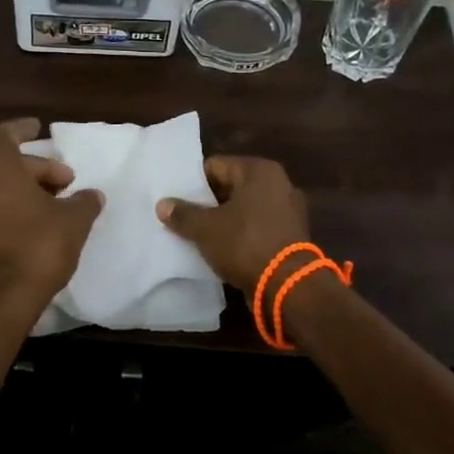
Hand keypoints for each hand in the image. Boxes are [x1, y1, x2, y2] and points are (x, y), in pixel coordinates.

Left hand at [0, 118, 104, 322]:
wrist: (5, 298)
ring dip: (27, 189)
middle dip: (38, 169)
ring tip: (57, 203)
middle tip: (67, 182)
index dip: (22, 128)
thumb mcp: (74, 220)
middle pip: (7, 163)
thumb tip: (92, 195)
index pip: (5, 135)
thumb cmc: (40, 247)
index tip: (39, 127)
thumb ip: (84, 201)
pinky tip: (40, 223)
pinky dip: (15, 207)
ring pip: (0, 187)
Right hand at [156, 156, 310, 297]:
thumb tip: (162, 204)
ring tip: (198, 234)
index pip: (215, 166)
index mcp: (259, 171)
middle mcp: (279, 184)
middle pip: (231, 187)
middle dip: (208, 203)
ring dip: (224, 221)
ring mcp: (288, 211)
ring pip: (244, 210)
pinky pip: (256, 228)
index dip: (192, 183)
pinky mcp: (291, 236)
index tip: (175, 199)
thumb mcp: (206, 229)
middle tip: (182, 217)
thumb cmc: (245, 244)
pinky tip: (222, 249)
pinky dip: (241, 236)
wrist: (287, 286)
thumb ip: (182, 214)